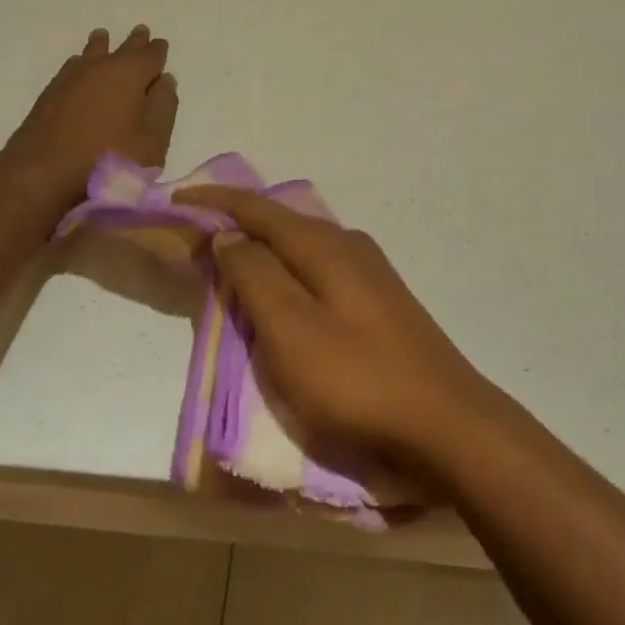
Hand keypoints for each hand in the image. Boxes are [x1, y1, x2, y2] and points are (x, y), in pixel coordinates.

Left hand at [0, 26, 176, 212]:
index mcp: (131, 74)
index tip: (161, 43)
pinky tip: (77, 65)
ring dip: (102, 45)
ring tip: (103, 36)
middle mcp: (101, 67)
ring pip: (92, 53)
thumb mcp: (152, 139)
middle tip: (141, 31)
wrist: (43, 171)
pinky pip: (72, 67)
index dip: (158, 50)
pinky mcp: (50, 93)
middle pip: (122, 49)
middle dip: (134, 42)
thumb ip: (164, 106)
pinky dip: (80, 62)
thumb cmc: (109, 158)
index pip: (151, 55)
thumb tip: (165, 80)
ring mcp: (72, 78)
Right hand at [173, 185, 498, 480]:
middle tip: (197, 241)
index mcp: (325, 246)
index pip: (259, 209)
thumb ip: (255, 276)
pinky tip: (284, 296)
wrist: (447, 424)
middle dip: (237, 225)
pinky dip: (288, 275)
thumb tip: (227, 234)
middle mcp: (350, 246)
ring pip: (303, 248)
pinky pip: (320, 272)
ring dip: (263, 252)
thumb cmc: (358, 380)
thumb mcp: (291, 330)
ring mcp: (371, 274)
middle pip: (282, 223)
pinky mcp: (380, 303)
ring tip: (231, 266)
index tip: (177, 199)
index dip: (216, 202)